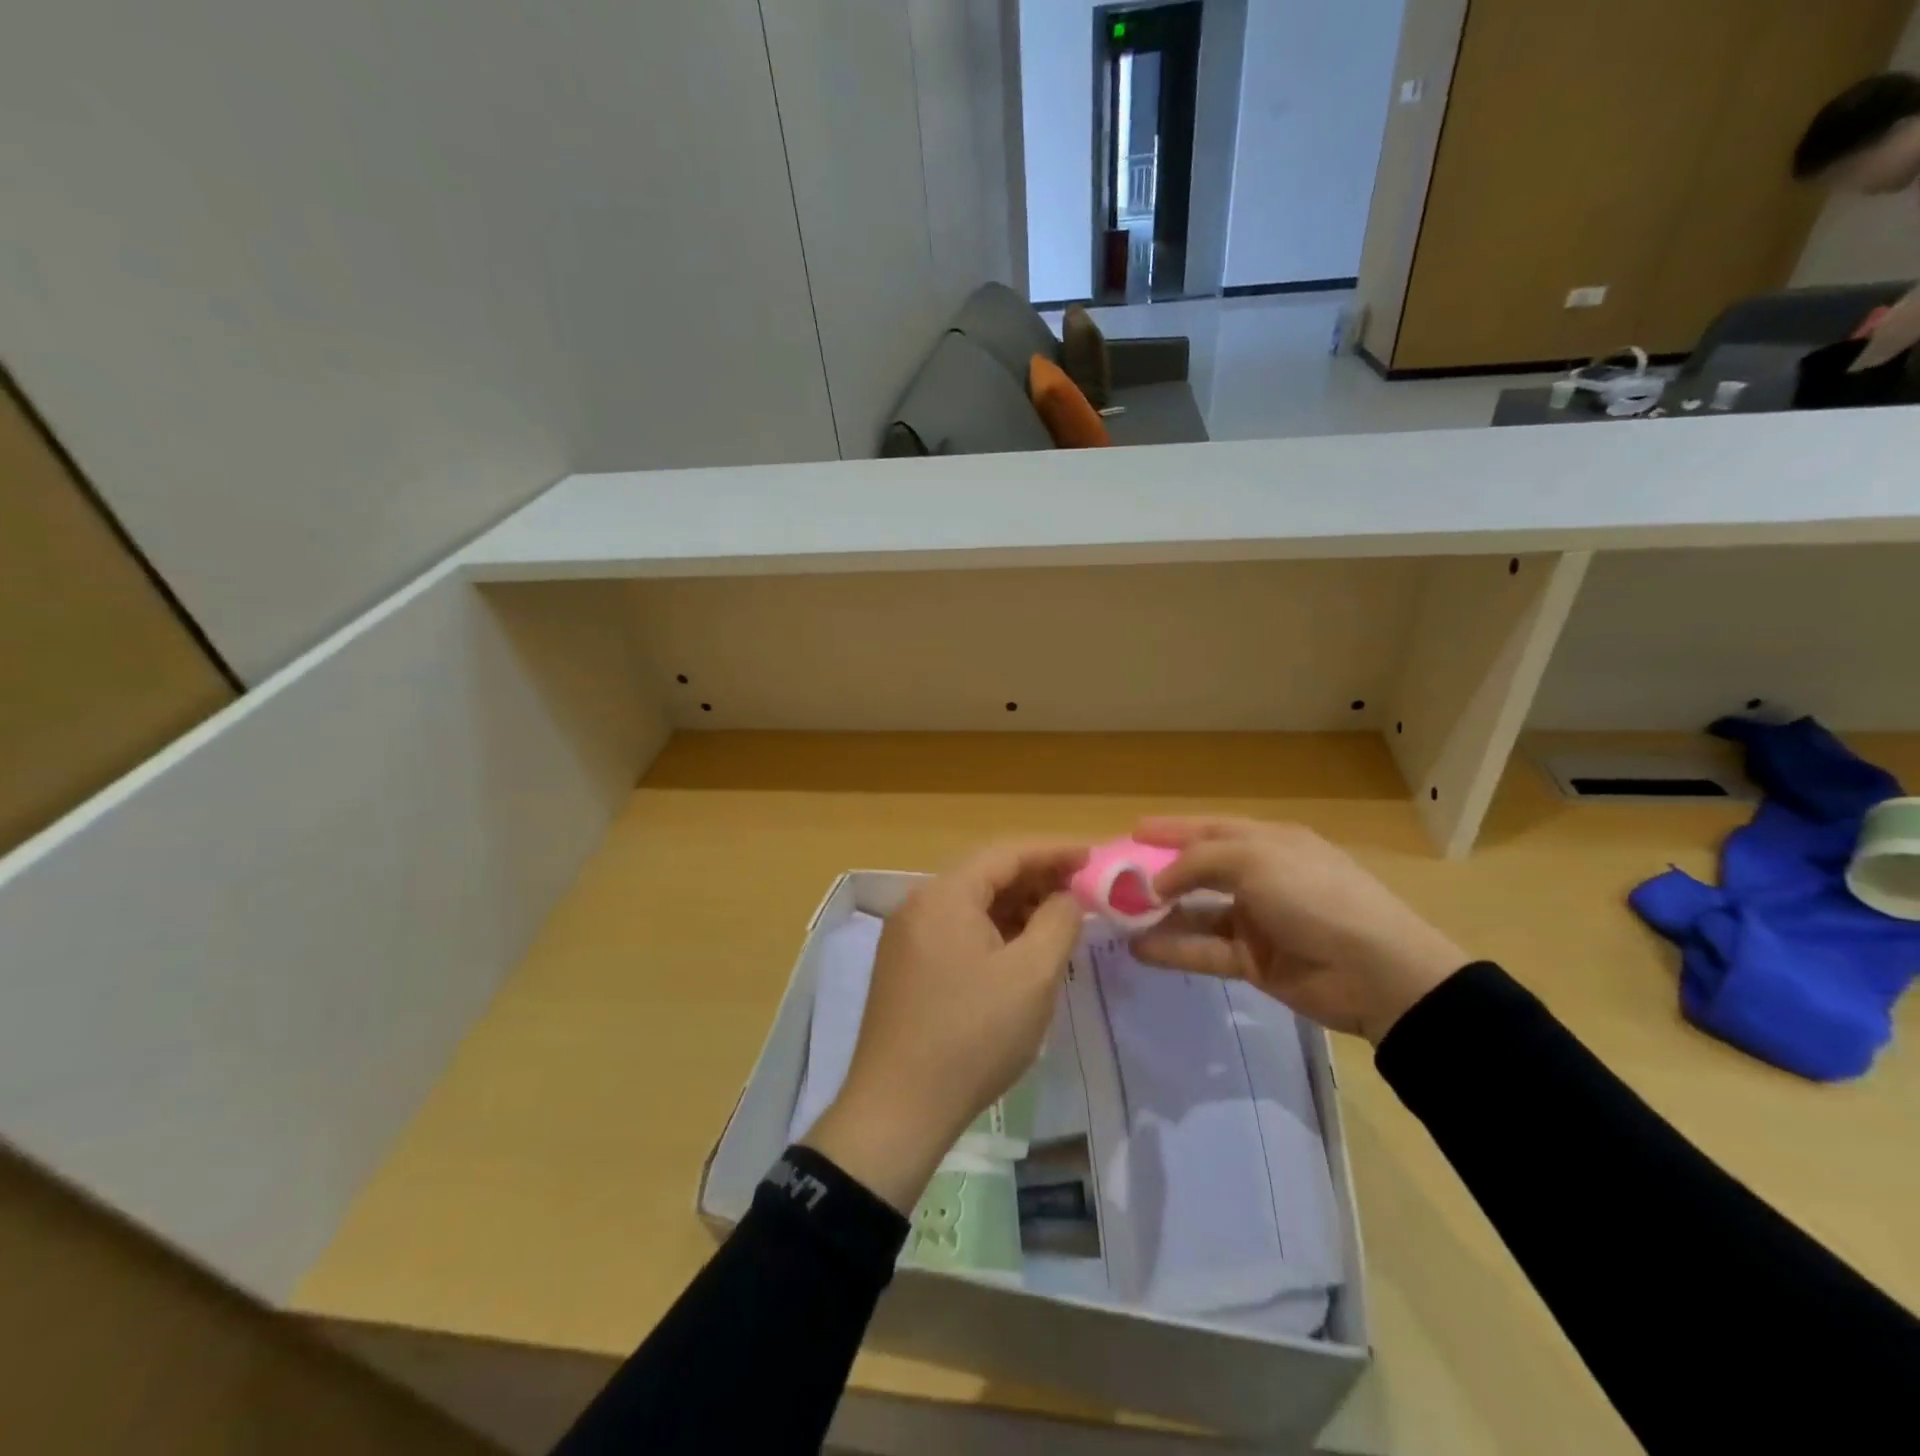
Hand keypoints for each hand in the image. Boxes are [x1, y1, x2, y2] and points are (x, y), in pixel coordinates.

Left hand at [804, 842, 1086, 1211]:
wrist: (897, 1109)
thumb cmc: (973, 1036)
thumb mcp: (1031, 976)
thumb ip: (1058, 922)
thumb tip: (1067, 896)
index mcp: (944, 895)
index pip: (1006, 853)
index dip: (1053, 851)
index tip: (1092, 857)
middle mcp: (918, 904)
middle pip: (986, 875)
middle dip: (1037, 879)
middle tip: (1082, 891)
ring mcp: (906, 936)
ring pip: (971, 905)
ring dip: (1016, 907)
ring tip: (1058, 921)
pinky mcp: (905, 966)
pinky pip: (956, 931)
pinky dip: (993, 931)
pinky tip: (1020, 950)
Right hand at [1129, 817, 1466, 1044]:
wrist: (1376, 971)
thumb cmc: (1313, 896)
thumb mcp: (1254, 860)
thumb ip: (1197, 863)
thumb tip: (1157, 882)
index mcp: (1267, 842)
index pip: (1209, 829)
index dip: (1171, 829)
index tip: (1132, 831)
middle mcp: (1260, 877)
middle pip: (1198, 870)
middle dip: (1158, 872)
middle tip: (1114, 878)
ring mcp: (1257, 920)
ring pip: (1196, 913)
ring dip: (1160, 914)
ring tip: (1117, 916)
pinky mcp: (1254, 960)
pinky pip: (1204, 950)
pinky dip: (1173, 949)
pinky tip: (1139, 949)